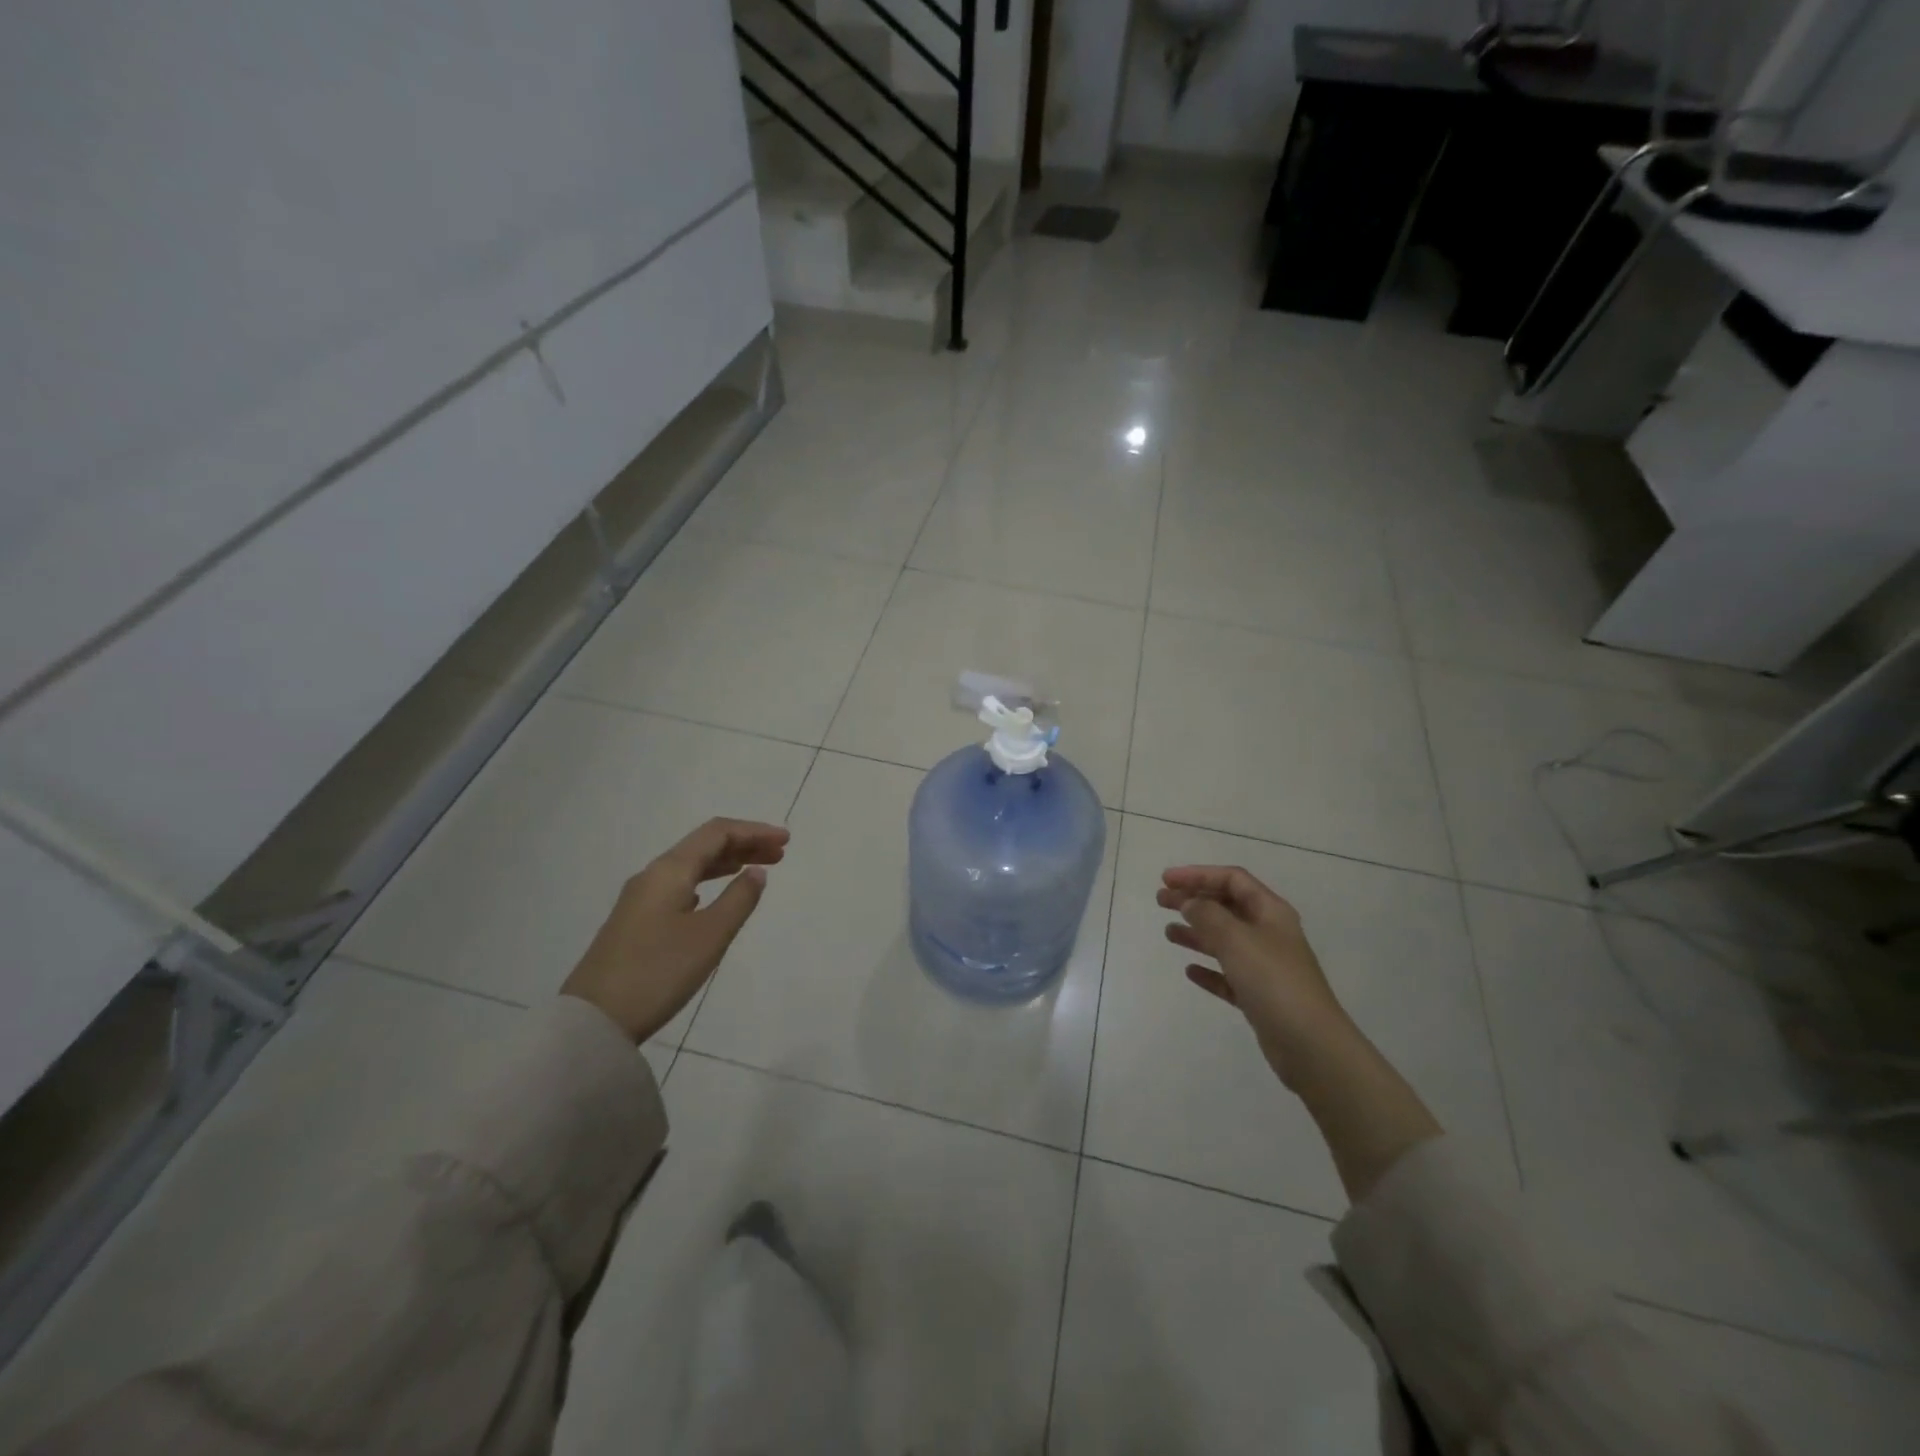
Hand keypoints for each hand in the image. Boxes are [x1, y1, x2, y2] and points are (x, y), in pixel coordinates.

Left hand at [562, 818, 789, 1043]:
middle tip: (780, 854)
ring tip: (757, 871)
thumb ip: (739, 899)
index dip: (754, 831)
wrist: (594, 1021)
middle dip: (744, 845)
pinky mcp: (636, 922)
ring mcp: (640, 900)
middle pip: (703, 846)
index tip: (786, 841)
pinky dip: (707, 882)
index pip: (717, 833)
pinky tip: (715, 896)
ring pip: (691, 867)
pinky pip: (680, 886)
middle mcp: (653, 876)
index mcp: (670, 871)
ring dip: (727, 863)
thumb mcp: (710, 935)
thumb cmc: (659, 972)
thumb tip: (757, 872)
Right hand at [1158, 865, 1356, 1087]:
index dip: (1198, 874)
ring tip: (1169, 933)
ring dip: (1197, 932)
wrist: (1311, 1045)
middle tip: (1160, 901)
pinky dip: (1209, 970)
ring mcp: (1266, 966)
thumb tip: (1188, 901)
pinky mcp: (1260, 997)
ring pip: (1225, 940)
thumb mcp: (1236, 939)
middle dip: (1193, 900)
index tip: (1166, 880)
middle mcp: (1269, 934)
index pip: (1232, 879)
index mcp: (1270, 912)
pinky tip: (1190, 971)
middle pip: (1227, 907)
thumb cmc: (1273, 981)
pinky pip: (1228, 975)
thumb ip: (1207, 915)